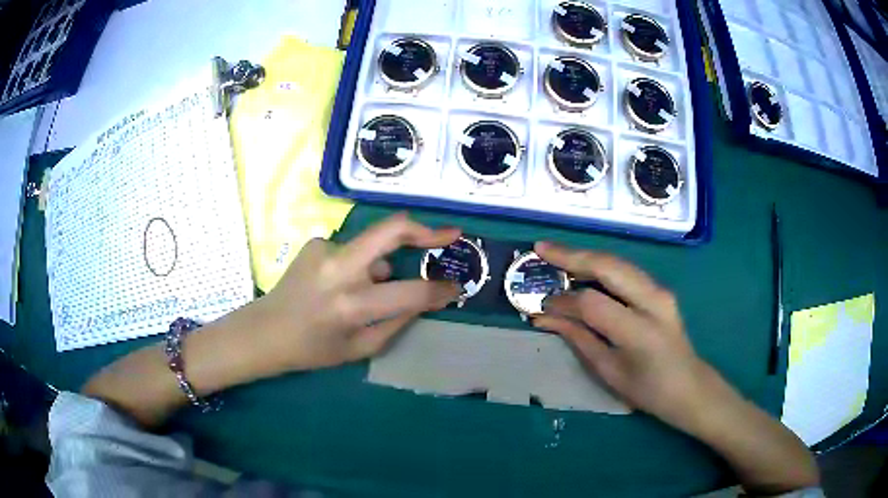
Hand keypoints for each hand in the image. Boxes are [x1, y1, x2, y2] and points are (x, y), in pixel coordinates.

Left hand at [242, 213, 461, 373]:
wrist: (265, 331)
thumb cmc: (313, 349)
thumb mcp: (360, 349)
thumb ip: (397, 322)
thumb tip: (426, 299)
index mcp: (351, 305)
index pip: (411, 292)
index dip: (439, 290)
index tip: (455, 287)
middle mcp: (339, 269)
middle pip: (391, 230)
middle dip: (426, 230)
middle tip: (449, 234)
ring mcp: (324, 249)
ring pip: (372, 247)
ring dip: (380, 265)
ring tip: (364, 291)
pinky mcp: (315, 242)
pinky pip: (351, 251)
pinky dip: (356, 266)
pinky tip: (336, 285)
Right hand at [533, 241, 717, 431]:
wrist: (689, 386)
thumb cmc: (647, 390)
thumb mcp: (608, 371)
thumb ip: (578, 338)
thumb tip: (544, 317)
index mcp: (639, 331)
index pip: (592, 303)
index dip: (563, 301)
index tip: (541, 306)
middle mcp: (654, 301)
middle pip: (608, 266)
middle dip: (571, 255)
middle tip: (540, 249)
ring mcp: (660, 290)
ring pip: (618, 261)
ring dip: (585, 256)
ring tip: (555, 255)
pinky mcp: (660, 289)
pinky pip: (626, 270)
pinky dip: (600, 265)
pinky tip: (583, 268)